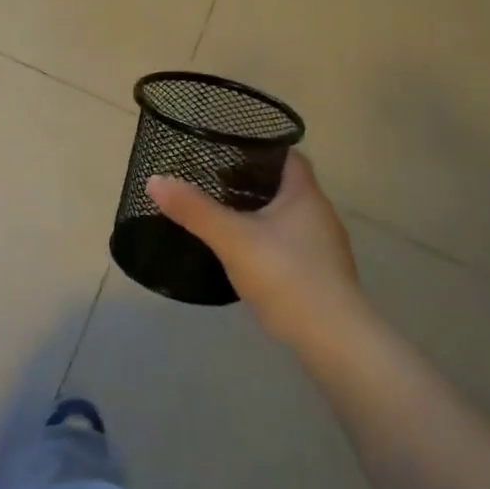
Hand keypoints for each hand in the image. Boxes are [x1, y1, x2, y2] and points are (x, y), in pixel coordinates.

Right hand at [148, 152, 373, 360]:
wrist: (334, 340)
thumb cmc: (286, 275)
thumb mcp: (232, 238)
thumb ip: (194, 209)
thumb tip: (155, 180)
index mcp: (305, 194)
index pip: (289, 156)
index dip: (262, 149)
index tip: (230, 150)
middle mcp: (320, 215)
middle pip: (286, 186)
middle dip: (253, 183)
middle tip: (216, 183)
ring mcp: (325, 248)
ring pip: (289, 218)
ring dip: (261, 215)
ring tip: (225, 217)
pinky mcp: (323, 277)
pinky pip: (292, 246)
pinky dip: (270, 243)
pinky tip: (247, 256)